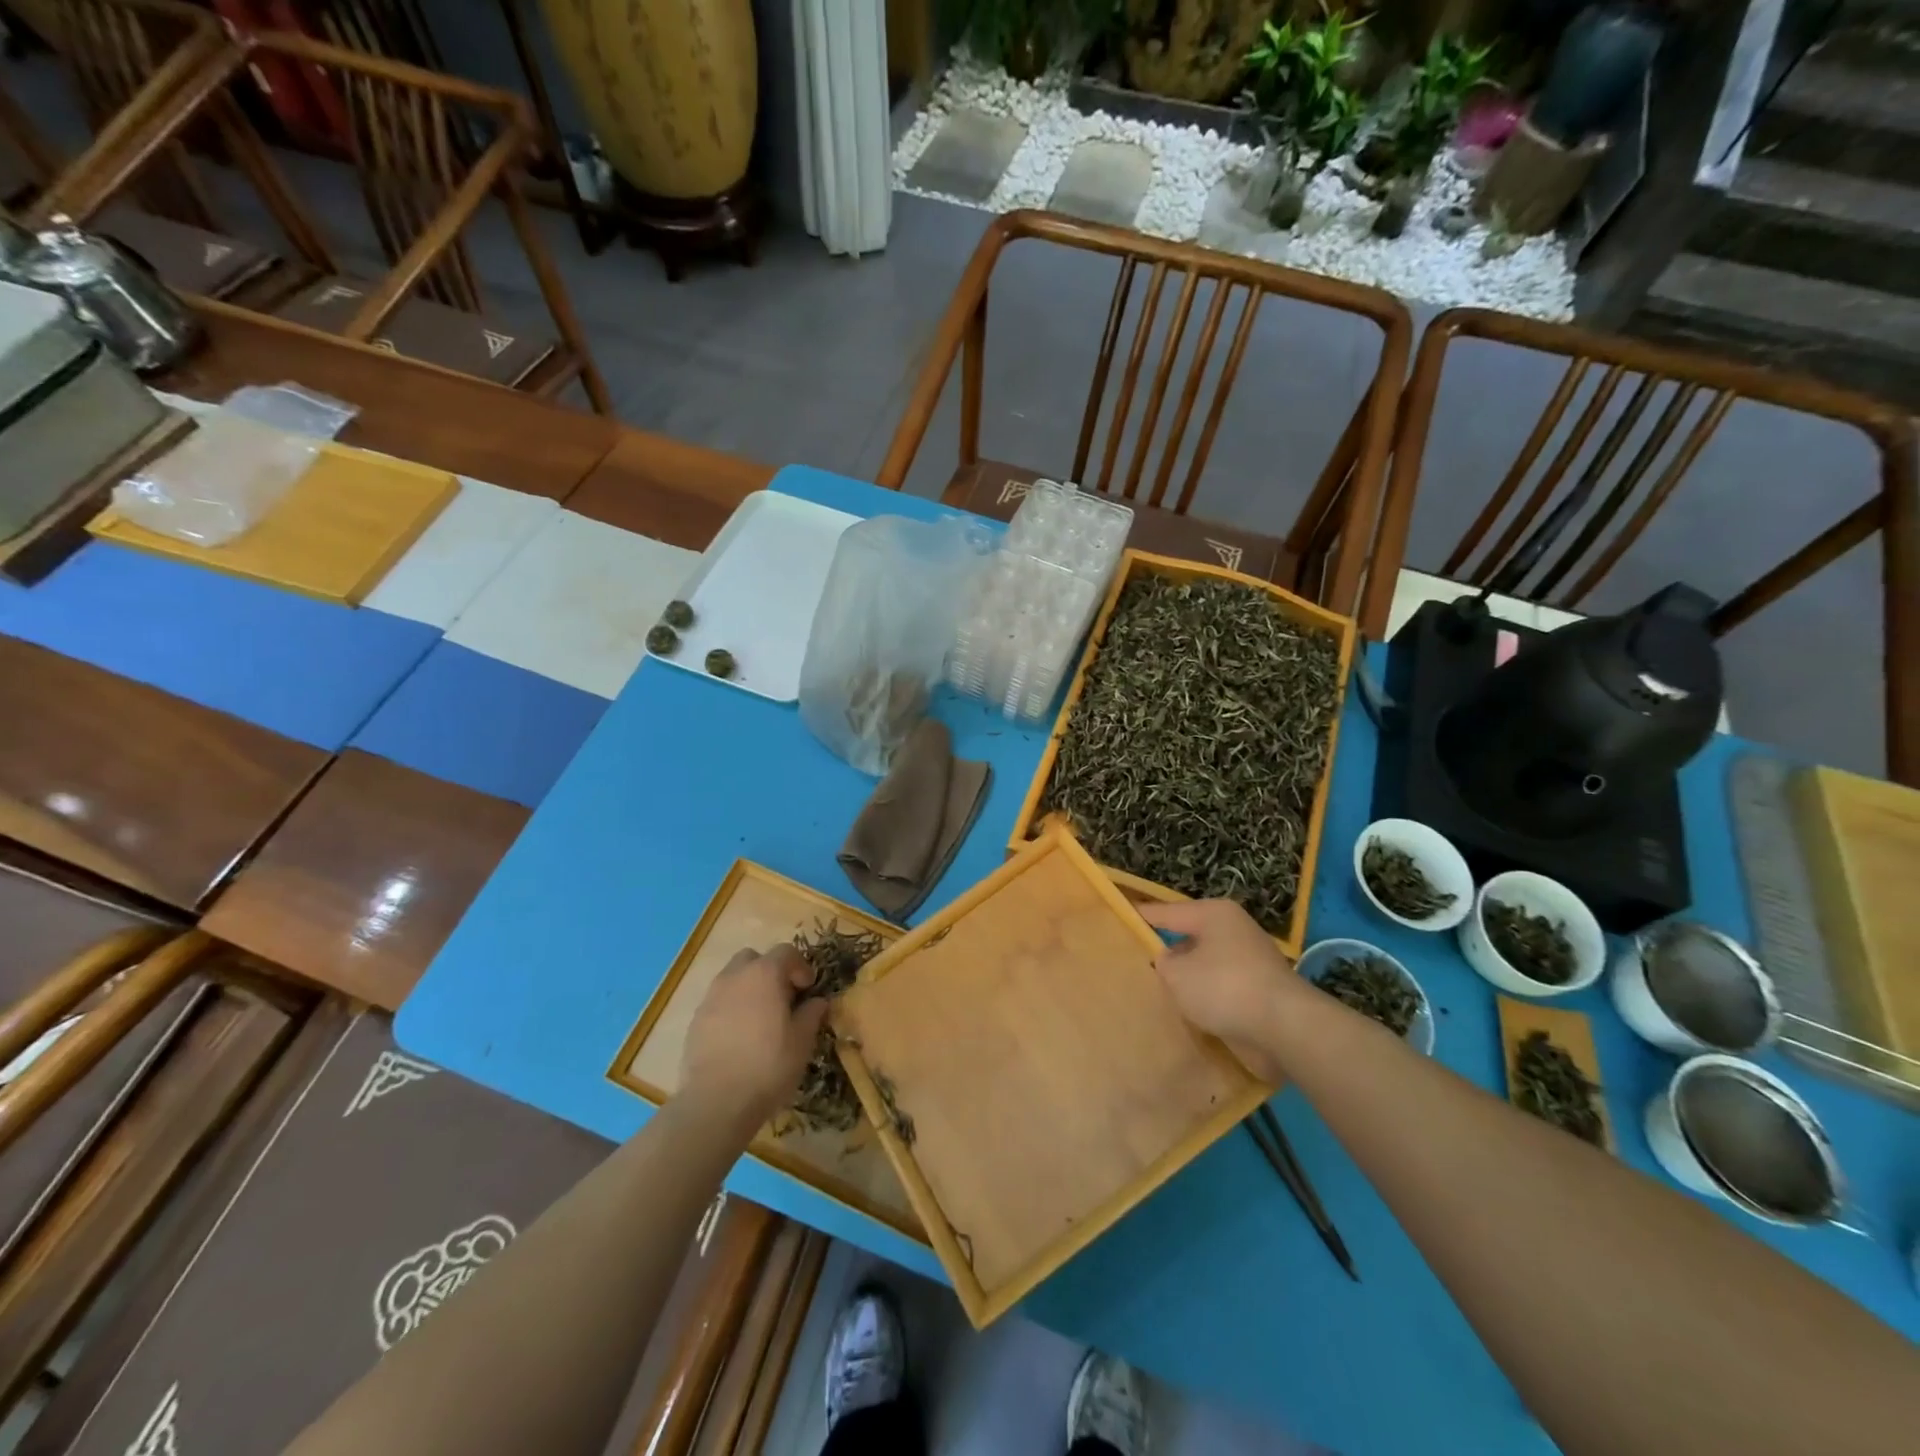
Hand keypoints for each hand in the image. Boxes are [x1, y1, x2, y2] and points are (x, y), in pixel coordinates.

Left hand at [679, 945, 827, 1132]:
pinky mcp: (695, 1021)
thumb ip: (811, 1014)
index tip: (808, 989)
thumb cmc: (768, 1065)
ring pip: (732, 979)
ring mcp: (711, 997)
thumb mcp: (802, 1041)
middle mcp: (735, 977)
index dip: (801, 966)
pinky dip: (731, 1009)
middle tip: (782, 997)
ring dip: (748, 989)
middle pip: (753, 958)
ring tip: (760, 1019)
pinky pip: (718, 1002)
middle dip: (769, 971)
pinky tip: (739, 1037)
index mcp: (764, 973)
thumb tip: (817, 1001)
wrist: (716, 1101)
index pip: (786, 951)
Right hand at [1140, 900, 1305, 1081]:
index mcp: (1213, 914)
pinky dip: (1206, 997)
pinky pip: (1221, 988)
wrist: (1286, 1028)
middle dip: (1166, 952)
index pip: (1166, 912)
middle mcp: (1234, 930)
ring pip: (1205, 965)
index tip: (1119, 917)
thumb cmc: (1224, 987)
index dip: (1141, 916)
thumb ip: (1162, 962)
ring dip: (1187, 979)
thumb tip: (1168, 961)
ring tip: (1159, 992)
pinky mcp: (1259, 990)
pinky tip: (1189, 1012)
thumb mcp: (1176, 973)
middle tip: (1135, 963)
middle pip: (1188, 938)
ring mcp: (1249, 960)